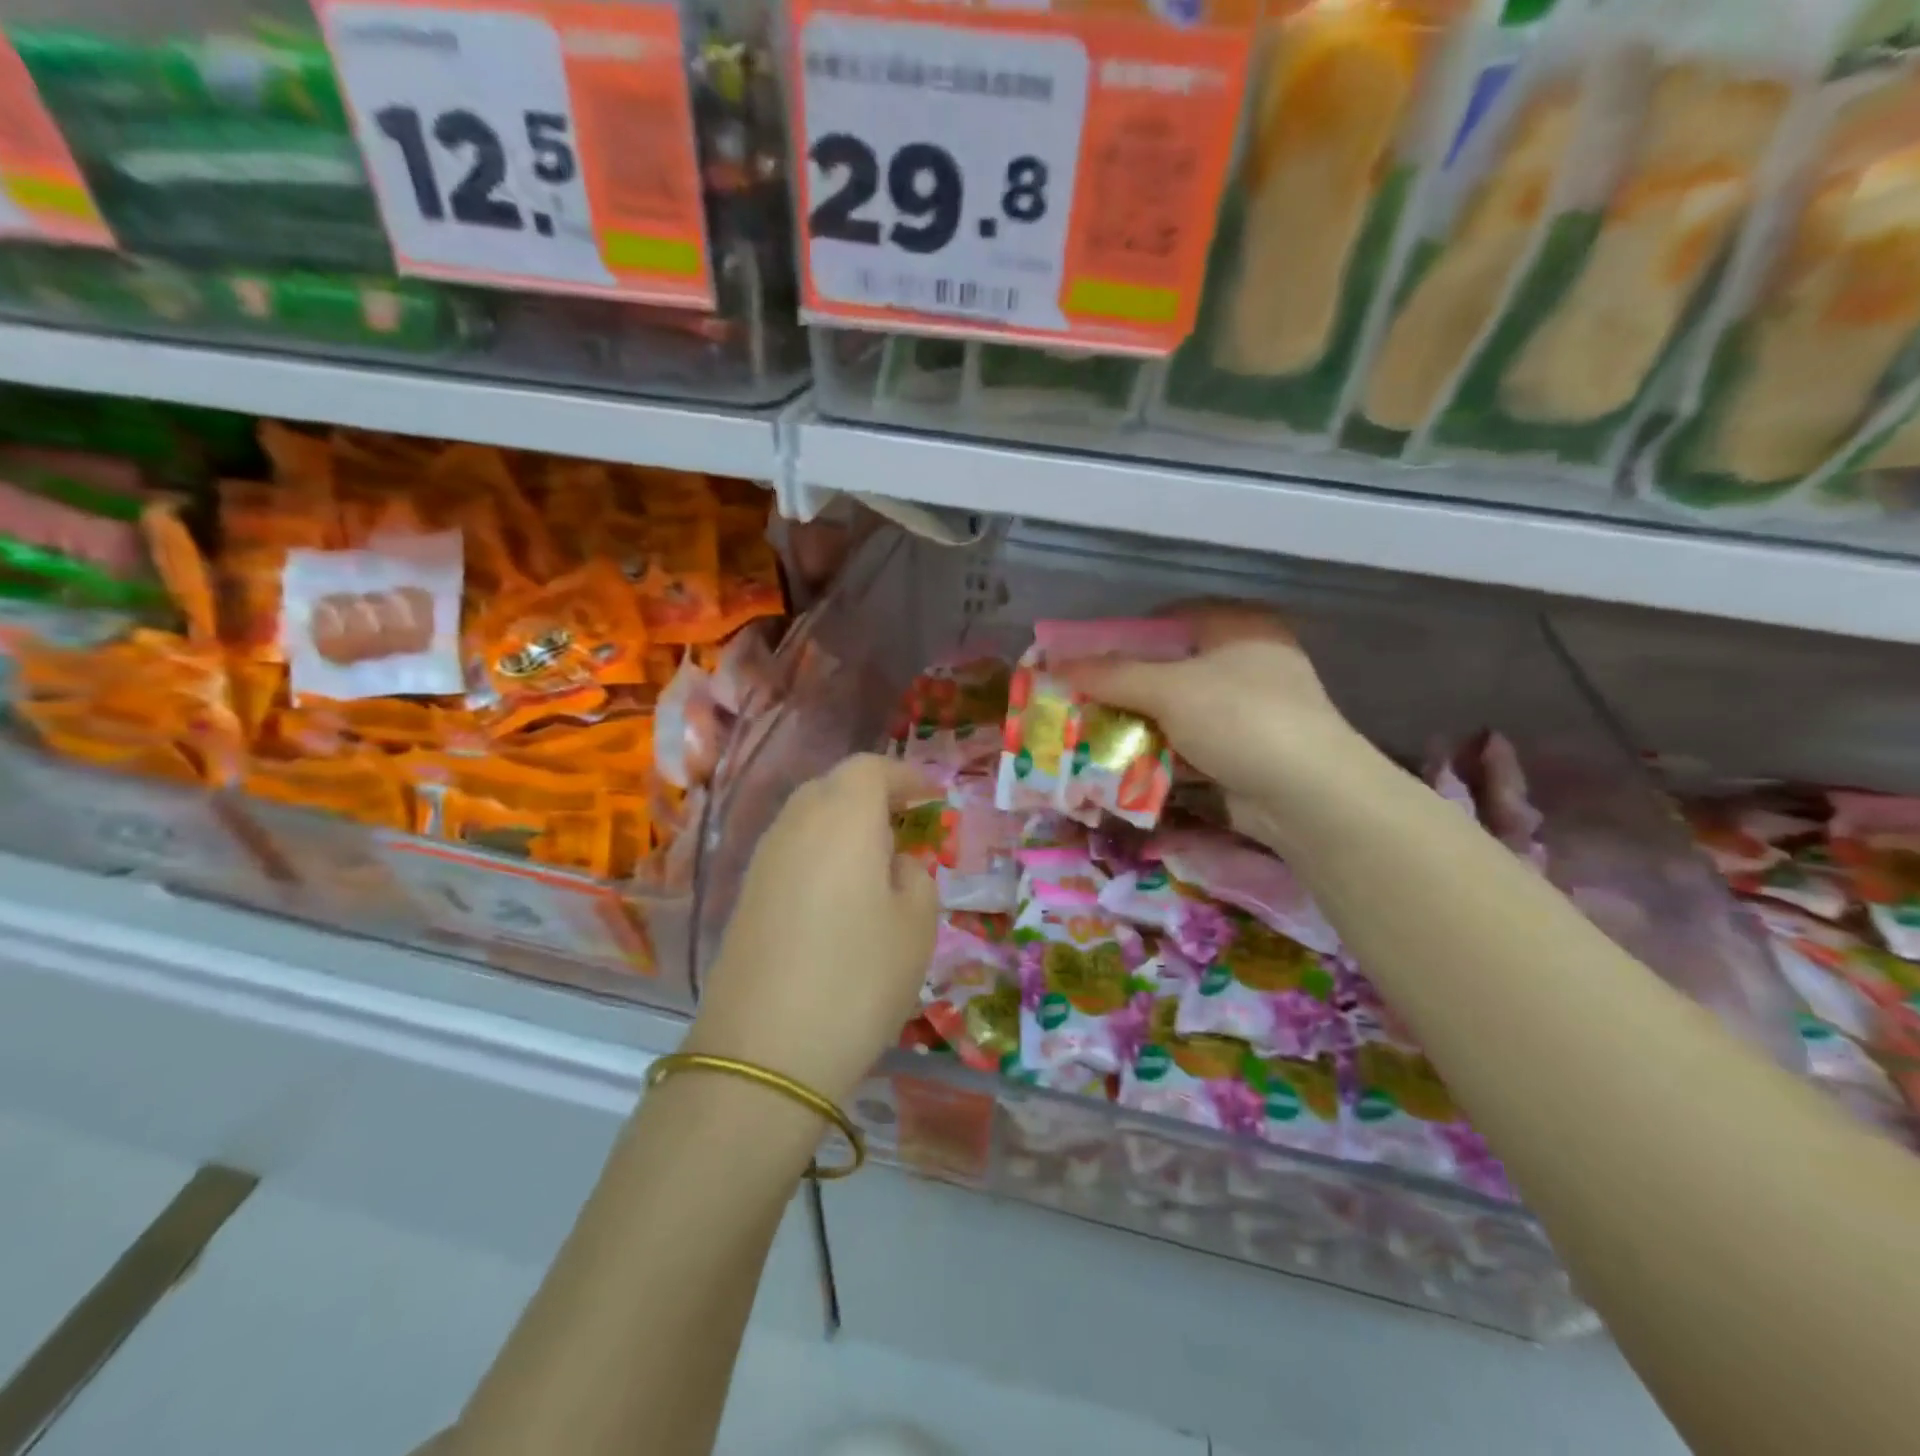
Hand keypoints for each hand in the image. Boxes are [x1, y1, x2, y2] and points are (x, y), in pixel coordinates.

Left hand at [688, 754, 938, 1105]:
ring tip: (876, 859)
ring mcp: (763, 858)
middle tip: (906, 823)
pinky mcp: (746, 894)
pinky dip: (820, 852)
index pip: (871, 768)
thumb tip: (896, 863)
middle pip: (834, 785)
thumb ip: (916, 877)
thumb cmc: (859, 977)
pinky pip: (791, 850)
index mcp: (843, 817)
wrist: (764, 1051)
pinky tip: (838, 892)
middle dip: (873, 794)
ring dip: (844, 823)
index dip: (905, 776)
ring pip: (808, 816)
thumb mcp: (917, 925)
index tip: (932, 796)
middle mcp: (796, 823)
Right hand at [1059, 603, 1365, 837]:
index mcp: (1238, 627)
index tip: (1083, 657)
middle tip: (1078, 698)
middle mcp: (1244, 661)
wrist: (1306, 796)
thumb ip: (1111, 675)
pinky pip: (1186, 743)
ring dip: (1135, 723)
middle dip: (1122, 686)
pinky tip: (1119, 762)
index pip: (1167, 619)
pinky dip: (1156, 751)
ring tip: (1087, 732)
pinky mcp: (1240, 751)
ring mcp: (1245, 710)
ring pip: (1174, 709)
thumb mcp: (1170, 689)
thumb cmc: (1240, 719)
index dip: (1122, 635)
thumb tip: (1055, 663)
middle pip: (1167, 667)